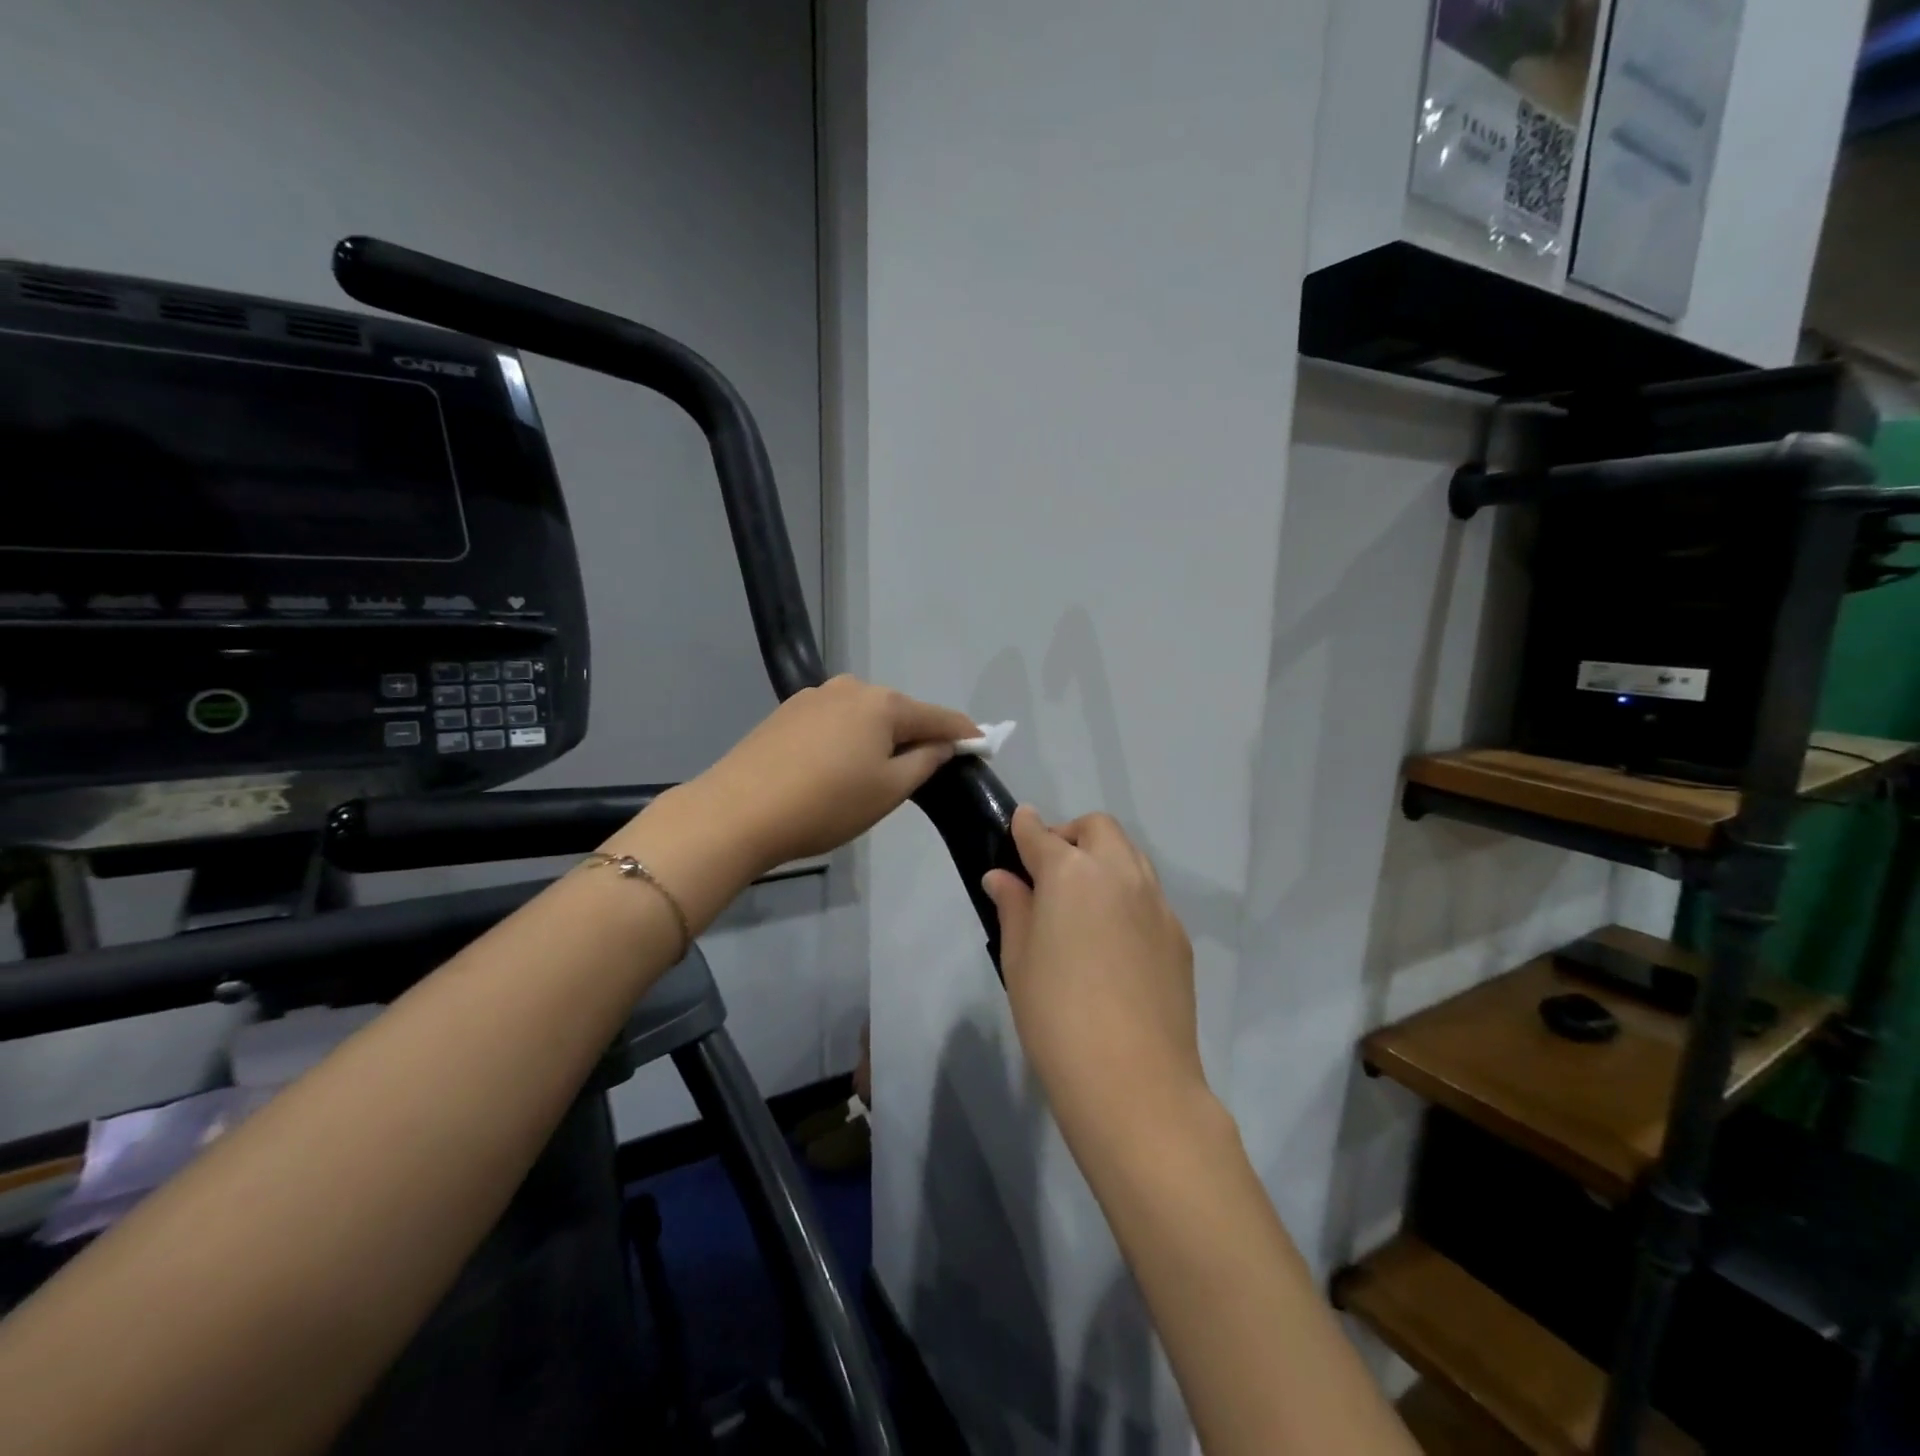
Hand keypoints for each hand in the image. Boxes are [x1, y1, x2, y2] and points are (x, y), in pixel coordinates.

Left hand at [696, 675, 977, 872]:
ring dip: (880, 738)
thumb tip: (944, 743)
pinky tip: (837, 766)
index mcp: (883, 704)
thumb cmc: (826, 804)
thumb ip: (926, 761)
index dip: (964, 733)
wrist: (737, 812)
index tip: (983, 744)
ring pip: (864, 716)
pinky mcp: (786, 712)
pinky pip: (835, 722)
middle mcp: (851, 687)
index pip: (938, 716)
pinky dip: (849, 739)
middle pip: (899, 711)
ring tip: (876, 772)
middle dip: (918, 735)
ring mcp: (814, 696)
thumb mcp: (889, 790)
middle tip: (927, 769)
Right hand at [983, 807, 1207, 1154]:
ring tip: (1083, 901)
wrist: (1134, 1080)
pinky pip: (1149, 895)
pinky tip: (1113, 939)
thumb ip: (1013, 908)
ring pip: (1131, 856)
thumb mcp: (1018, 959)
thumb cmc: (1056, 1016)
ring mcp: (1156, 902)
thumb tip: (1003, 878)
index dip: (1025, 827)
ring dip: (1104, 860)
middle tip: (1050, 871)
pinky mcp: (1178, 935)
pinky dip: (1127, 896)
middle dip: (1071, 835)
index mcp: (1071, 873)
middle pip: (1098, 829)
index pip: (1041, 834)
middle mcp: (1119, 873)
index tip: (1017, 827)